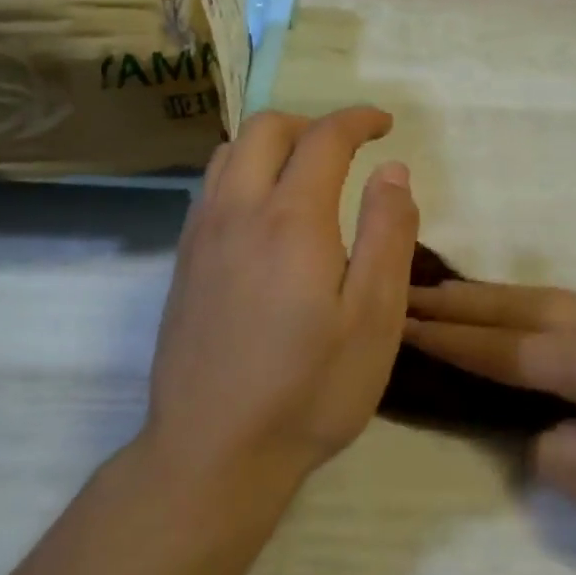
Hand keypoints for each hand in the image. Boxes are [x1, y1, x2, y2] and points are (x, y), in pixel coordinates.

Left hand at [143, 109, 418, 496]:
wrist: (213, 454)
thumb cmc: (309, 390)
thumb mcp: (375, 318)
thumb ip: (388, 234)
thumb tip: (391, 171)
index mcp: (292, 219)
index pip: (324, 138)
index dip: (357, 120)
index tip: (384, 124)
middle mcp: (238, 212)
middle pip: (265, 129)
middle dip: (311, 123)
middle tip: (348, 148)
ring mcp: (201, 237)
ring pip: (229, 154)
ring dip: (272, 144)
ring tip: (306, 174)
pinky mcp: (183, 264)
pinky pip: (211, 188)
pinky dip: (244, 173)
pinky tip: (266, 215)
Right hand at [404, 284, 575, 550]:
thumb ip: (561, 457)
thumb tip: (545, 430)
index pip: (498, 348)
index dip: (447, 338)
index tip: (401, 320)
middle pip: (517, 307)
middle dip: (461, 302)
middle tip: (412, 292)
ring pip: (549, 300)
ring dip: (500, 297)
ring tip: (460, 296)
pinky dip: (539, 307)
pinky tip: (539, 321)